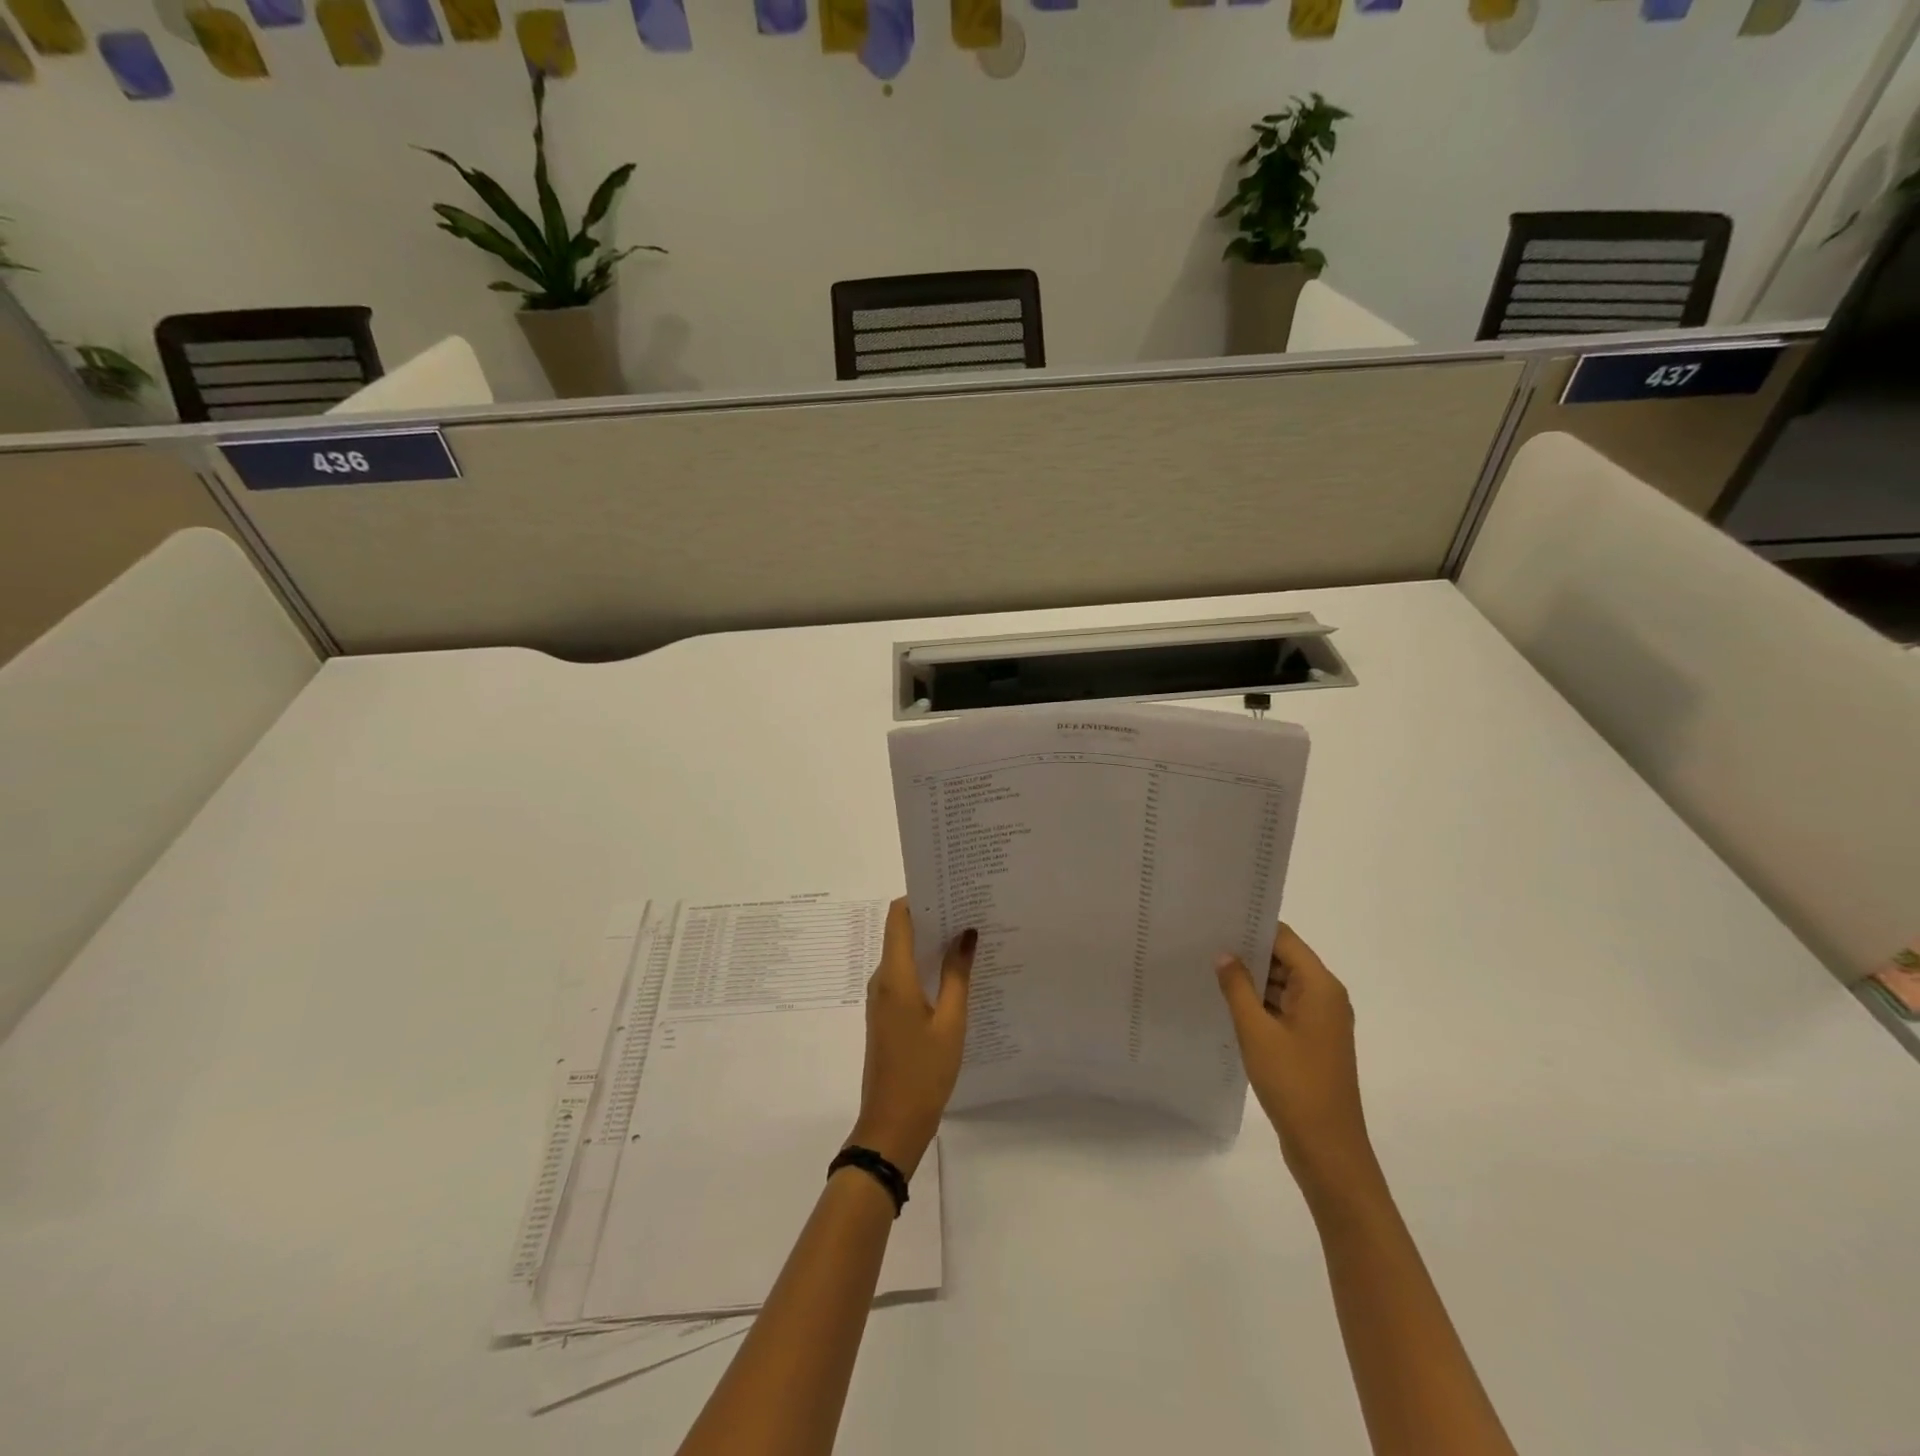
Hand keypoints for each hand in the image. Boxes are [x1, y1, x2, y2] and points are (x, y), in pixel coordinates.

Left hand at [848, 899, 974, 1177]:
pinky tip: (956, 971)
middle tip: (970, 907)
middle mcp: (882, 980)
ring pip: (905, 954)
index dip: (919, 896)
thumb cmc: (923, 1073)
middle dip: (932, 916)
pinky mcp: (888, 1014)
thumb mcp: (951, 1023)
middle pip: (902, 932)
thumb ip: (958, 975)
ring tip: (969, 934)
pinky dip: (927, 965)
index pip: (898, 916)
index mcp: (894, 976)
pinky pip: (906, 975)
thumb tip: (966, 933)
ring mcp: (882, 998)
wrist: (891, 1125)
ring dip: (932, 942)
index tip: (950, 887)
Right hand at [1216, 923, 1381, 1209]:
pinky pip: (1283, 1009)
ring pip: (1282, 985)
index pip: (1284, 939)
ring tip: (1208, 968)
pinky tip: (1227, 1003)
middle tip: (1203, 942)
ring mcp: (1320, 1022)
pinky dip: (1259, 1004)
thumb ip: (1237, 988)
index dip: (1252, 927)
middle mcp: (1326, 997)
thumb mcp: (1257, 1032)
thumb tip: (1223, 953)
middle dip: (1247, 952)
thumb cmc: (1294, 1084)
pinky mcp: (1311, 1042)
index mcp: (1321, 987)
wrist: (1327, 1150)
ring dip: (1251, 980)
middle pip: (1284, 959)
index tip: (1216, 920)